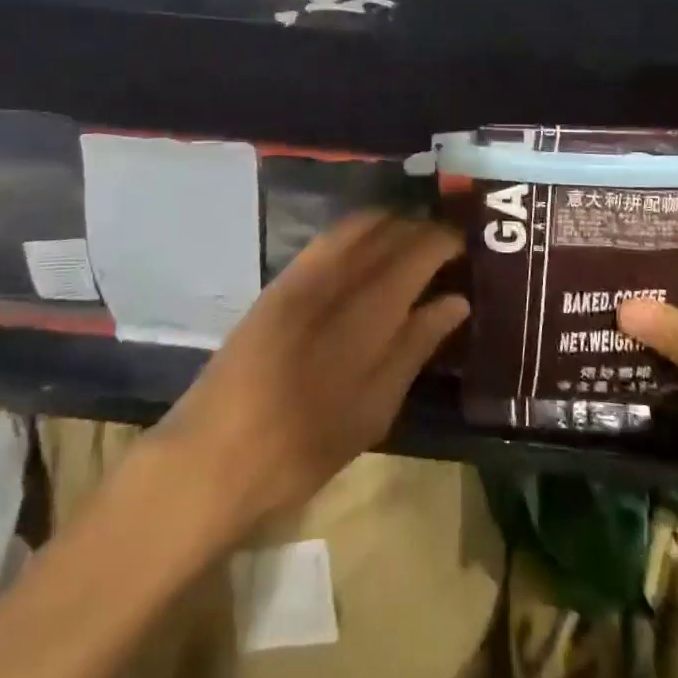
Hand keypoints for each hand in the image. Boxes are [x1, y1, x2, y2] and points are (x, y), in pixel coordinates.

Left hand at [140, 212, 468, 541]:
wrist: (214, 454)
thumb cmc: (304, 448)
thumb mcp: (373, 411)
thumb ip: (415, 347)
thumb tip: (456, 301)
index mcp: (368, 314)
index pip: (417, 252)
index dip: (444, 241)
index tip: (464, 245)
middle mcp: (338, 279)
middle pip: (389, 232)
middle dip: (421, 229)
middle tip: (443, 244)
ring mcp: (304, 274)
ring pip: (358, 226)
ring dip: (391, 224)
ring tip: (411, 239)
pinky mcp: (281, 280)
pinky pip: (328, 238)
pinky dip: (357, 230)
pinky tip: (367, 245)